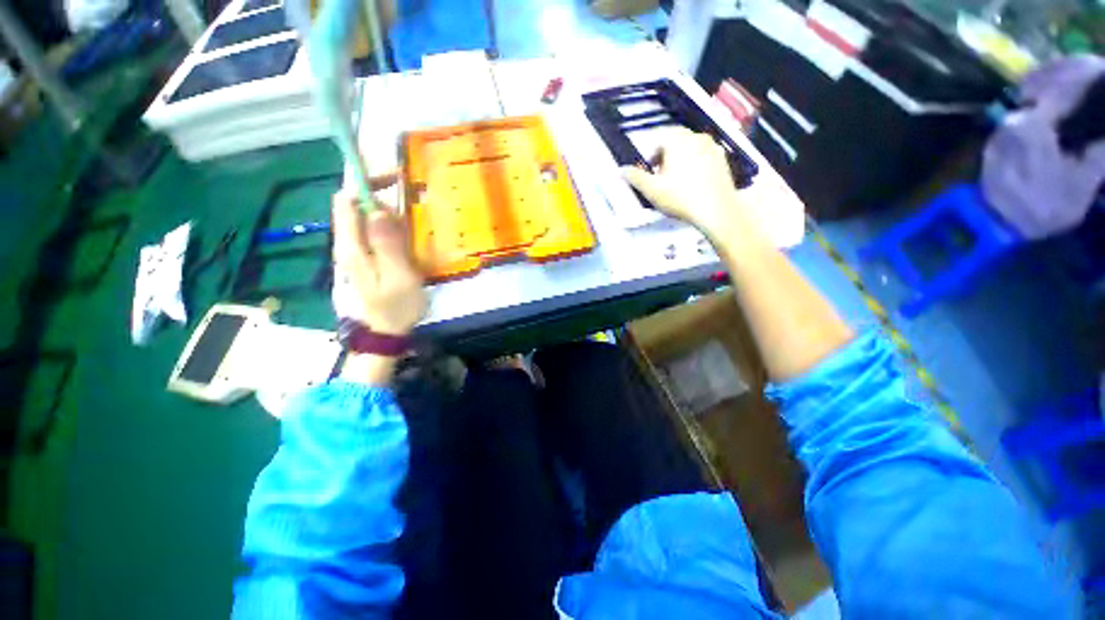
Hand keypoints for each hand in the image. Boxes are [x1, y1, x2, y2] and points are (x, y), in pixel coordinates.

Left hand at [331, 173, 426, 337]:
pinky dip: (389, 228)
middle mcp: (348, 244)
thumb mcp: (399, 276)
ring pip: (366, 219)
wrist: (388, 330)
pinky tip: (405, 241)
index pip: (346, 201)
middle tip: (408, 211)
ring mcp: (356, 251)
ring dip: (388, 215)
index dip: (365, 183)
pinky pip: (374, 233)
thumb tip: (379, 209)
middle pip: (354, 206)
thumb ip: (388, 243)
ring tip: (410, 232)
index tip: (394, 179)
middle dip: (380, 198)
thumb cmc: (397, 306)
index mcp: (352, 246)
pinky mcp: (366, 257)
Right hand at [621, 128, 752, 241]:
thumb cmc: (680, 198)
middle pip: (674, 141)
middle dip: (664, 156)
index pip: (658, 138)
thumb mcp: (652, 190)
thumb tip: (620, 170)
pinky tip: (692, 183)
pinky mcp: (722, 158)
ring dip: (679, 160)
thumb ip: (635, 177)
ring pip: (689, 147)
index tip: (649, 173)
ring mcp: (712, 146)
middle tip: (660, 178)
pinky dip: (694, 164)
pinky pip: (702, 156)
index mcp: (677, 140)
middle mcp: (696, 136)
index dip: (650, 155)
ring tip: (676, 182)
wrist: (717, 210)